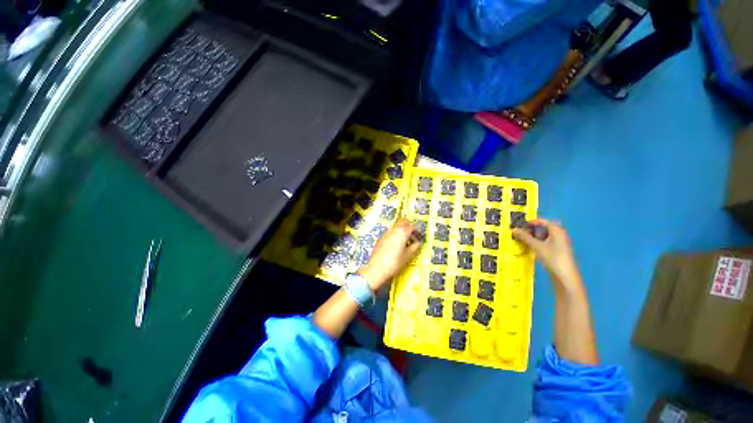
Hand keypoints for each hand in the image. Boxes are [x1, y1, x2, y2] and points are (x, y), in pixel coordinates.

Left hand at [359, 218, 422, 290]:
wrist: (376, 269)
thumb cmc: (395, 262)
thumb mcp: (408, 256)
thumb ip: (415, 247)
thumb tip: (418, 243)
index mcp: (402, 232)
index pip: (412, 226)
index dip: (417, 231)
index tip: (419, 238)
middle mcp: (394, 230)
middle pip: (403, 222)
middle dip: (409, 227)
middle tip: (412, 237)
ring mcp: (386, 233)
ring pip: (396, 227)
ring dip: (401, 231)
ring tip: (404, 243)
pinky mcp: (380, 239)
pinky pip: (390, 233)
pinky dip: (395, 236)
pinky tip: (395, 247)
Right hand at [512, 219, 582, 293]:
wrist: (565, 276)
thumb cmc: (553, 258)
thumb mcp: (537, 246)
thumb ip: (525, 237)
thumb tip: (514, 229)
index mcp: (557, 231)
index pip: (542, 221)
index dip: (531, 222)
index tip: (520, 224)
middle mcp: (559, 235)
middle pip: (543, 228)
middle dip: (531, 229)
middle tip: (520, 232)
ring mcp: (559, 243)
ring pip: (544, 236)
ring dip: (533, 237)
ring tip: (523, 240)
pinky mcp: (557, 251)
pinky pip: (545, 242)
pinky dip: (537, 243)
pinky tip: (530, 247)